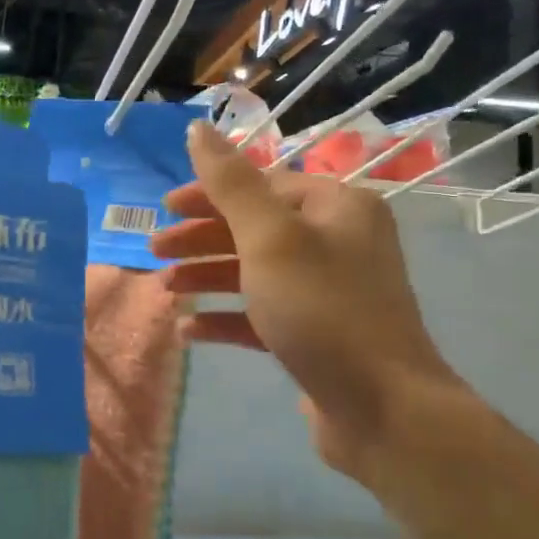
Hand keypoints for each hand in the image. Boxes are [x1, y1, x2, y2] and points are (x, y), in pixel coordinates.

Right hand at [150, 121, 469, 476]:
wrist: (383, 409)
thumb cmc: (323, 310)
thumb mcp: (270, 239)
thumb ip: (230, 183)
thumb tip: (198, 128)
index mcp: (335, 207)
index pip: (262, 185)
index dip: (209, 194)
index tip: (165, 210)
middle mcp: (337, 242)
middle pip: (255, 228)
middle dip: (201, 238)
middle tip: (155, 251)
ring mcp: (328, 292)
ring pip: (256, 273)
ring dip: (208, 278)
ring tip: (166, 291)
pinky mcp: (318, 336)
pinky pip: (264, 316)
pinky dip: (226, 319)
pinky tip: (189, 332)